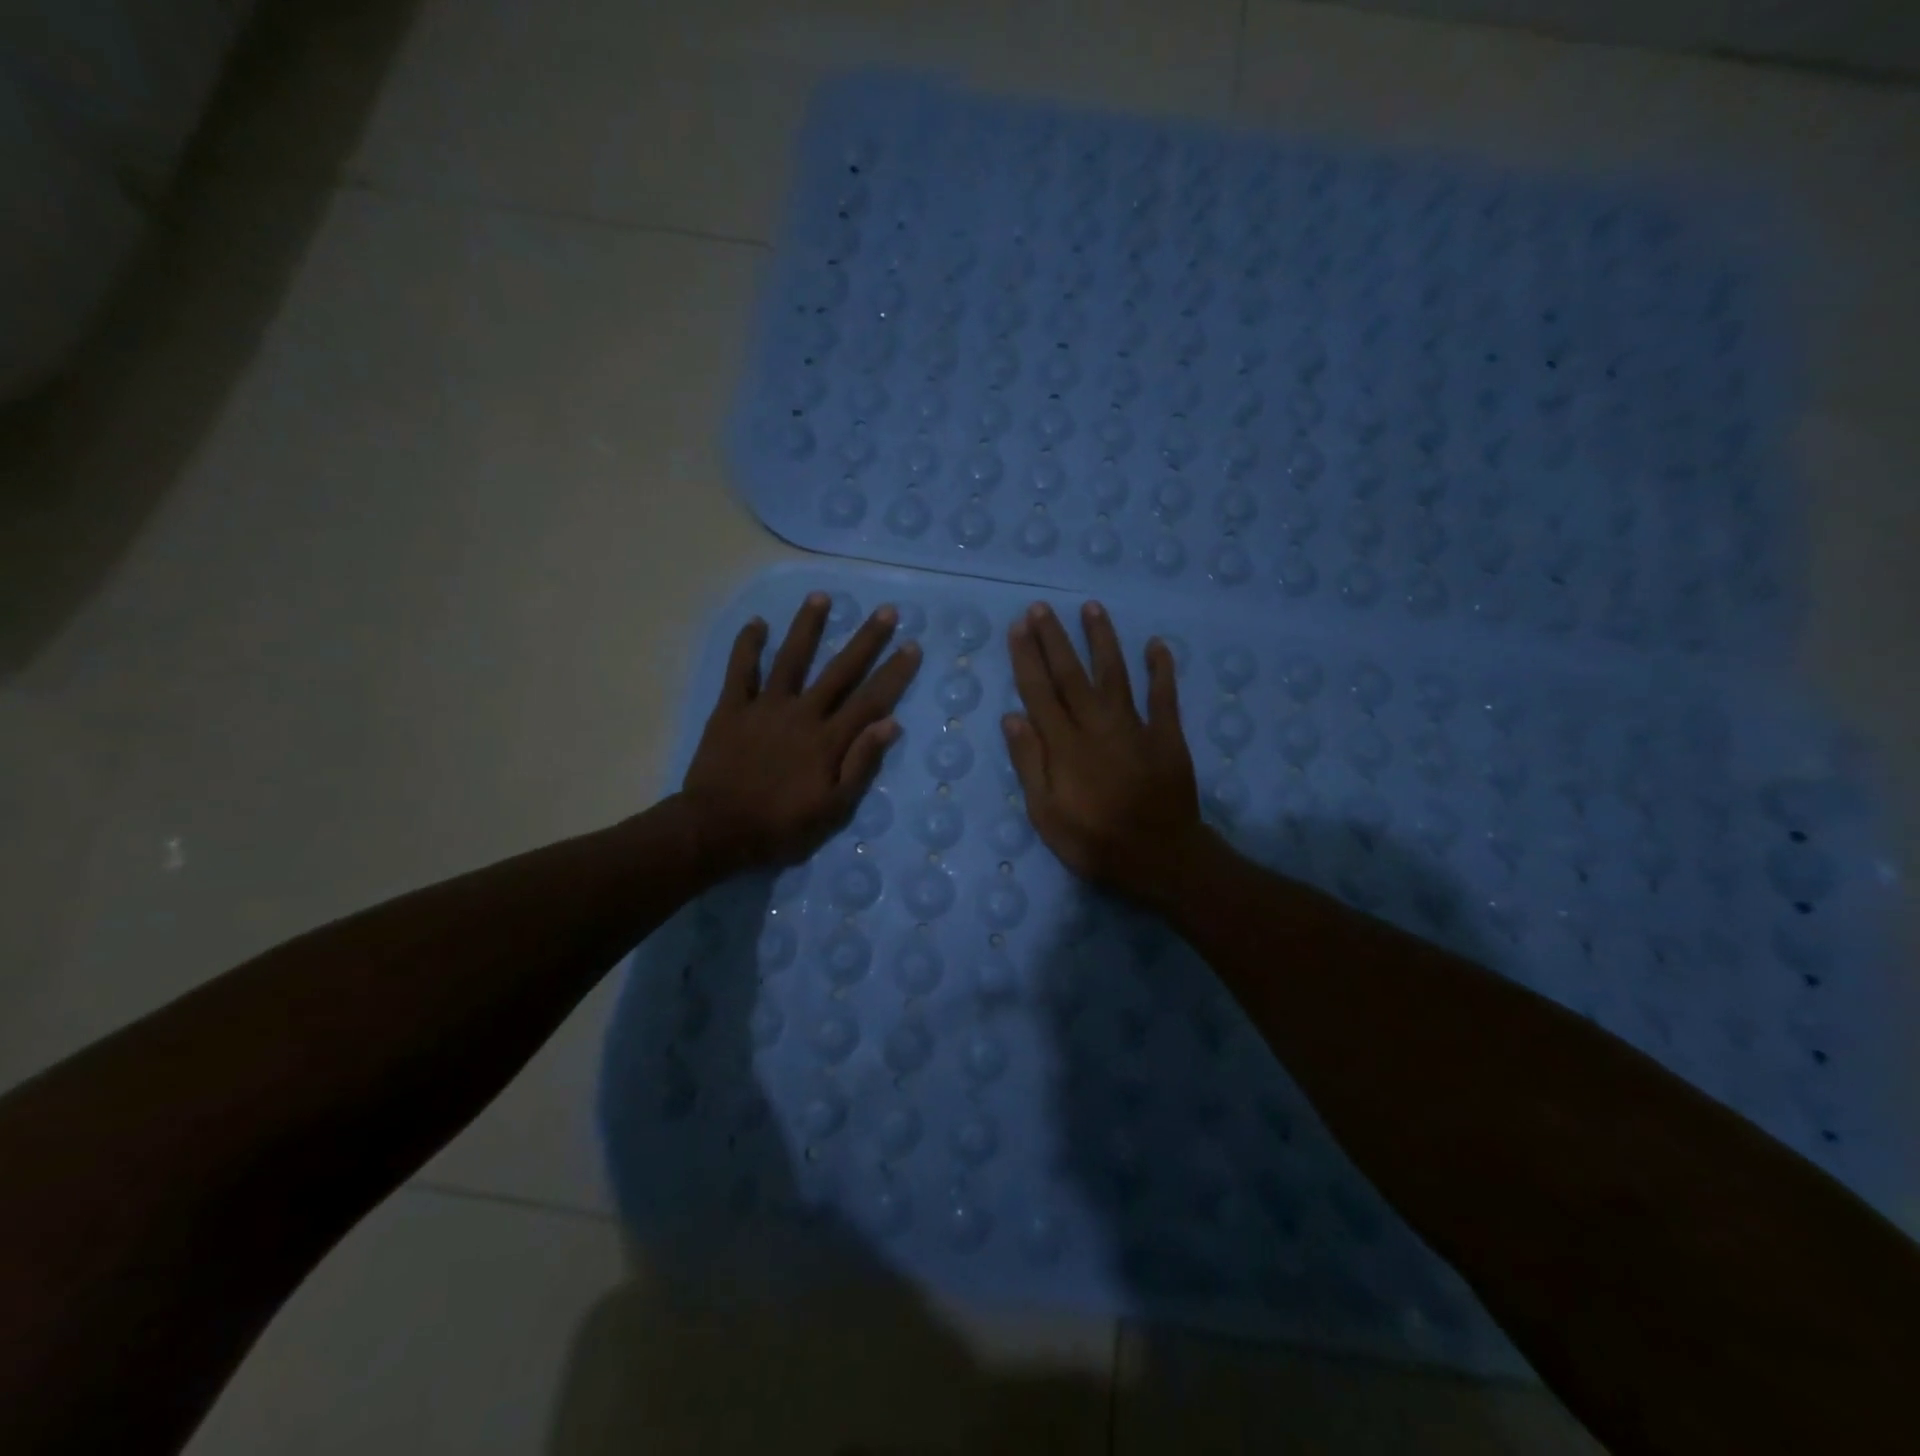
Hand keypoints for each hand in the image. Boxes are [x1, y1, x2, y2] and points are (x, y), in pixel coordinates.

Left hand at [682, 592, 920, 872]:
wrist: (716, 829)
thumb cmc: (780, 826)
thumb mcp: (832, 809)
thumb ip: (860, 765)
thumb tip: (890, 724)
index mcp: (828, 740)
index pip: (870, 700)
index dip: (894, 673)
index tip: (912, 646)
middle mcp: (802, 713)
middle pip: (839, 670)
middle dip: (865, 640)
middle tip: (886, 610)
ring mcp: (765, 707)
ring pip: (791, 659)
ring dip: (807, 627)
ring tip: (821, 597)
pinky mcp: (731, 709)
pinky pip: (740, 671)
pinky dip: (747, 646)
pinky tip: (757, 623)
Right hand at [1002, 600, 1206, 905]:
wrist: (1161, 858)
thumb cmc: (1095, 842)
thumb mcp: (1046, 814)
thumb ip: (1030, 763)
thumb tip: (1012, 716)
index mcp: (1065, 745)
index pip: (1039, 692)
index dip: (1027, 658)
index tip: (1018, 628)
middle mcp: (1096, 725)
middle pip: (1071, 674)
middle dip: (1054, 639)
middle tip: (1041, 607)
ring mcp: (1135, 727)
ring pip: (1115, 673)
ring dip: (1102, 640)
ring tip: (1092, 608)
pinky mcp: (1167, 736)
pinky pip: (1164, 696)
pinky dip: (1162, 669)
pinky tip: (1157, 645)